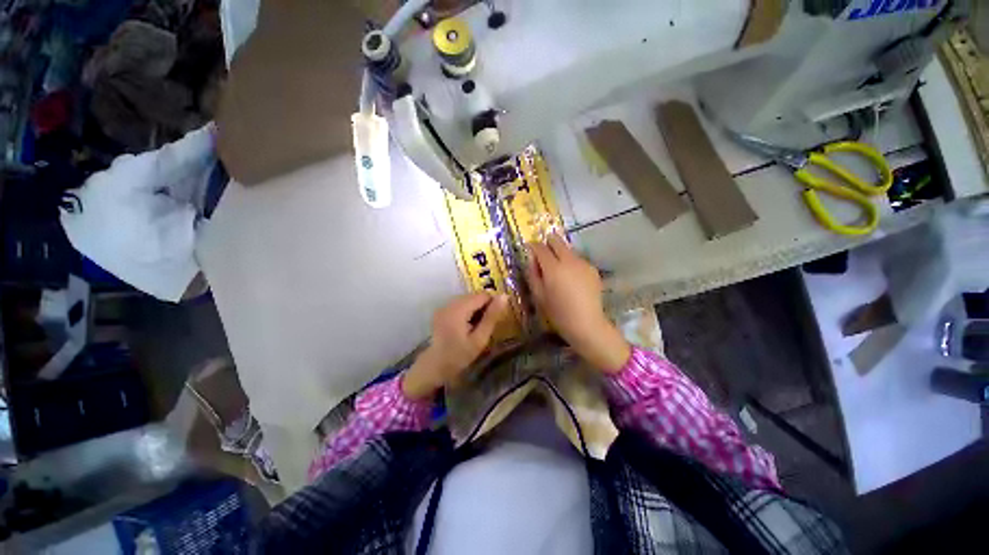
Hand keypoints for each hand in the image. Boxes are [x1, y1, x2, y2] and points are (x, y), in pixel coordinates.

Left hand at [402, 292, 508, 399]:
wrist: (435, 367)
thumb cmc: (459, 356)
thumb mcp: (479, 339)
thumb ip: (492, 317)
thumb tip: (505, 296)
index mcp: (458, 309)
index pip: (483, 295)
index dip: (493, 304)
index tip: (495, 320)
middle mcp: (449, 303)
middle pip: (474, 296)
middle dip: (484, 307)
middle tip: (485, 326)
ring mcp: (444, 306)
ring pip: (468, 299)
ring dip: (476, 309)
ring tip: (476, 327)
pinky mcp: (442, 310)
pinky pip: (460, 304)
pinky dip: (467, 311)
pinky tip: (467, 325)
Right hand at [525, 234, 630, 372]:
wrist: (587, 323)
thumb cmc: (558, 313)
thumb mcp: (539, 295)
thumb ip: (533, 274)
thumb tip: (531, 259)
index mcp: (553, 268)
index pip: (540, 248)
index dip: (533, 246)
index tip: (529, 248)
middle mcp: (569, 260)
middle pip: (557, 241)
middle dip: (548, 243)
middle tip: (543, 253)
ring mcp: (583, 263)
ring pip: (568, 249)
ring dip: (560, 253)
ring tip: (558, 268)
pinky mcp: (592, 269)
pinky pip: (578, 259)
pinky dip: (571, 263)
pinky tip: (571, 277)